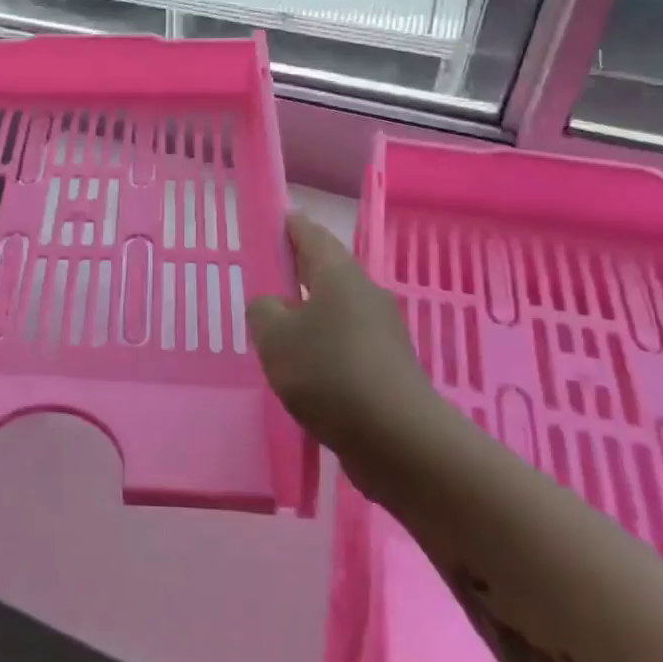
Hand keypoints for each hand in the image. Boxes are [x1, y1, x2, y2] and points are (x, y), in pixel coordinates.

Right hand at [246, 213, 441, 450]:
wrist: (399, 439)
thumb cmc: (329, 374)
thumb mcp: (274, 338)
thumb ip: (263, 311)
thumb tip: (273, 306)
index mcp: (338, 274)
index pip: (310, 234)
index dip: (289, 226)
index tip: (274, 222)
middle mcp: (365, 292)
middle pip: (327, 270)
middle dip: (299, 269)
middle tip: (269, 275)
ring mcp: (383, 330)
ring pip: (339, 307)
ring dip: (312, 312)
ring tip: (282, 330)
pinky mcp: (390, 365)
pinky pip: (349, 340)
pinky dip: (327, 343)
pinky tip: (308, 368)